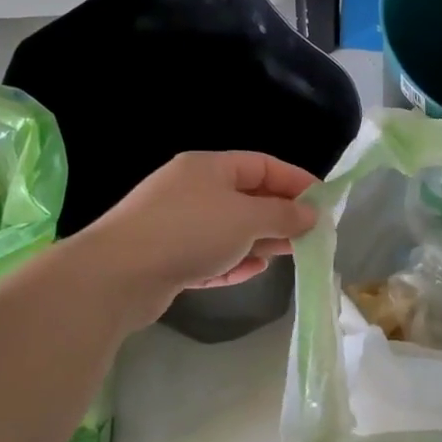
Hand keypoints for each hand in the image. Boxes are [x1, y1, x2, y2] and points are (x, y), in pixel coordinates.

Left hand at [72, 151, 318, 324]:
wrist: (118, 275)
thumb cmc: (189, 231)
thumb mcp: (246, 218)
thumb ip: (283, 214)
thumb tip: (311, 214)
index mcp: (209, 167)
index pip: (263, 165)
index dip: (296, 181)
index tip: (324, 202)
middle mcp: (192, 190)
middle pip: (247, 197)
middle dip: (280, 215)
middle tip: (310, 235)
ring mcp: (177, 224)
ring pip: (230, 229)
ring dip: (259, 241)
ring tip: (288, 255)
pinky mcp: (168, 257)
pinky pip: (211, 255)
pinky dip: (233, 261)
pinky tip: (252, 271)